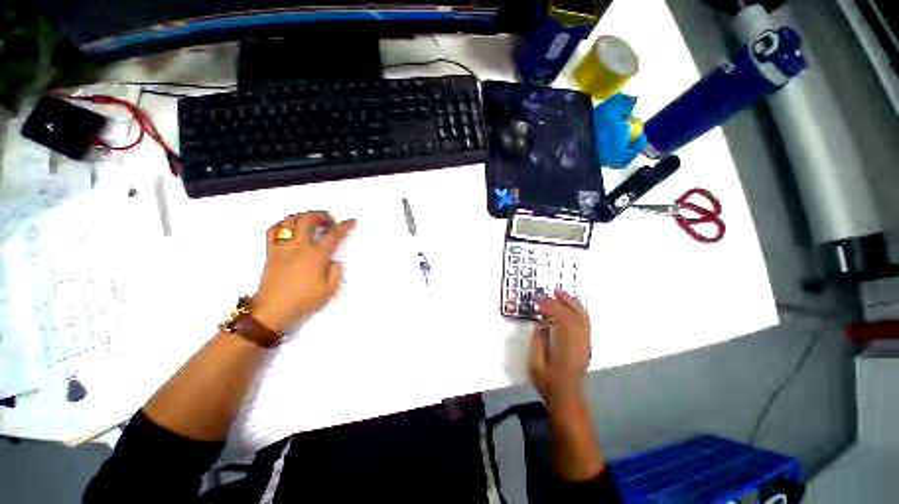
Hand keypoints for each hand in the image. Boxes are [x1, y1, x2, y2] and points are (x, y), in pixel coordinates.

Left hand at [251, 212, 355, 332]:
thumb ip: (336, 272)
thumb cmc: (304, 301)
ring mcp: (282, 248)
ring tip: (310, 221)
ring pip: (289, 221)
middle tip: (329, 220)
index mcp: (316, 256)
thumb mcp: (329, 290)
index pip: (334, 236)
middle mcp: (299, 247)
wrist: (272, 311)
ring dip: (302, 216)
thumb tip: (333, 260)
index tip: (352, 220)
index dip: (345, 226)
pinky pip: (273, 231)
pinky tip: (288, 227)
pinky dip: (282, 224)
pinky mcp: (270, 252)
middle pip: (308, 220)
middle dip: (321, 215)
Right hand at [529, 289, 591, 408]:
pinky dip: (578, 312)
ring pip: (583, 318)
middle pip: (576, 316)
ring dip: (573, 303)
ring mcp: (585, 344)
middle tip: (553, 290)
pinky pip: (585, 324)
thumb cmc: (548, 382)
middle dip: (565, 300)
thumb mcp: (535, 363)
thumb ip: (538, 341)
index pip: (562, 319)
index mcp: (566, 348)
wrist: (567, 397)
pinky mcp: (586, 346)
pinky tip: (570, 307)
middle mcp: (579, 343)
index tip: (539, 302)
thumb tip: (541, 323)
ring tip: (562, 294)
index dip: (551, 307)